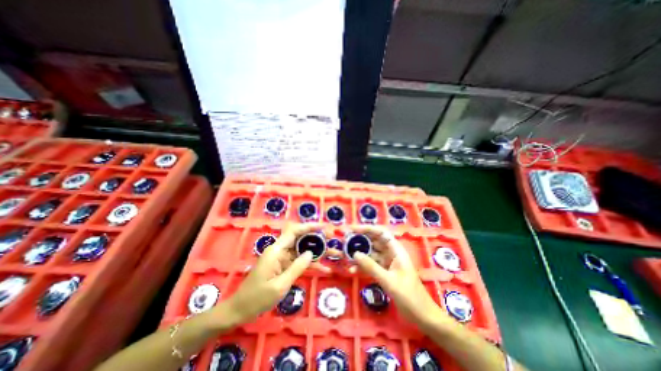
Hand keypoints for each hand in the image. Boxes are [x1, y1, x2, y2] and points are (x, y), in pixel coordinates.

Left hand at [222, 223, 326, 324]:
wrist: (240, 310)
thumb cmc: (257, 298)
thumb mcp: (280, 285)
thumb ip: (297, 267)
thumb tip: (311, 253)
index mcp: (276, 250)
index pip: (294, 231)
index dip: (309, 226)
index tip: (324, 227)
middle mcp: (280, 250)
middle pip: (301, 239)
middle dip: (317, 238)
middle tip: (332, 238)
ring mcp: (282, 258)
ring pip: (303, 250)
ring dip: (318, 251)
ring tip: (334, 252)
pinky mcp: (284, 266)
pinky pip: (300, 262)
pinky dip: (311, 264)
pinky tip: (325, 268)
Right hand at [351, 226, 449, 326]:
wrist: (422, 316)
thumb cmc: (409, 296)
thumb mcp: (389, 281)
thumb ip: (371, 267)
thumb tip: (355, 254)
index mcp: (396, 250)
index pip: (381, 233)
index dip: (367, 229)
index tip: (353, 230)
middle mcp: (391, 253)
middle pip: (374, 241)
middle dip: (360, 240)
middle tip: (345, 241)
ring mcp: (388, 263)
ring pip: (371, 254)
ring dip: (359, 254)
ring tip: (345, 255)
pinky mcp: (385, 272)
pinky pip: (371, 265)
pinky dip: (362, 266)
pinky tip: (352, 270)